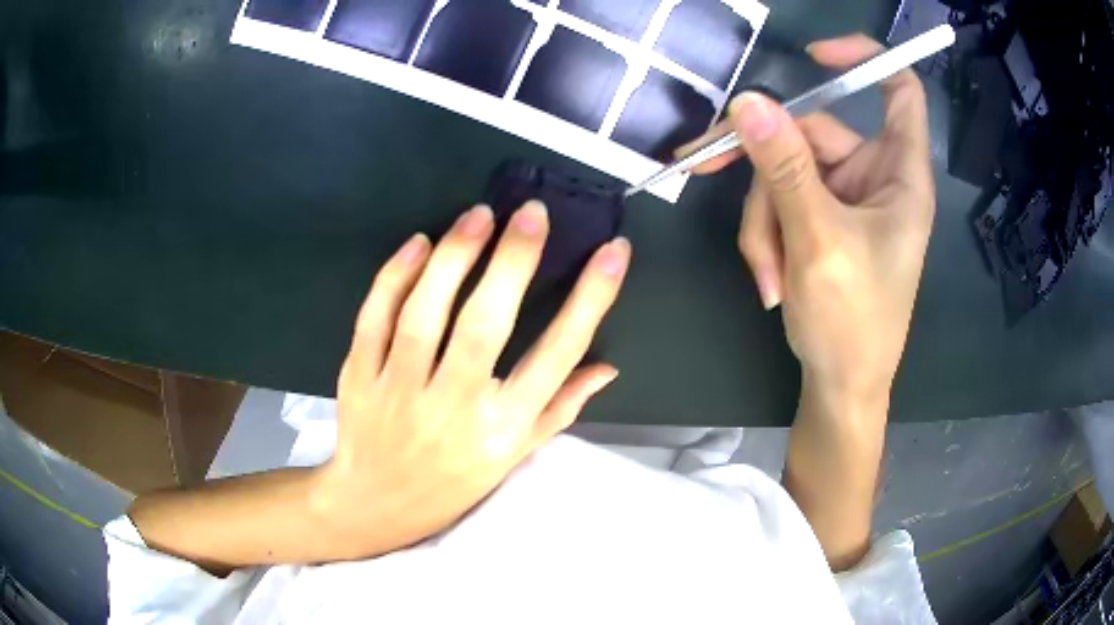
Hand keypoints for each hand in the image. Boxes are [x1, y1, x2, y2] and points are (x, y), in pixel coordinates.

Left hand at [314, 202, 630, 556]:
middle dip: (513, 261)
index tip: (614, 251)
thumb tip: (607, 367)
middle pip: (485, 326)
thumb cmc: (453, 483)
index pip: (557, 356)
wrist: (375, 505)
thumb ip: (560, 409)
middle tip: (531, 213)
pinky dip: (394, 277)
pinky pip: (373, 319)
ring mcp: (399, 393)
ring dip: (453, 257)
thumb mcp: (515, 457)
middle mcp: (454, 409)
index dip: (591, 299)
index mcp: (503, 429)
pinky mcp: (359, 379)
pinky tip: (418, 244)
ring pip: (424, 314)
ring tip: (478, 216)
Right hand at [688, 34, 933, 401]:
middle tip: (704, 166)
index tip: (812, 57)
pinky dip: (767, 235)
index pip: (898, 90)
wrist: (841, 386)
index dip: (863, 59)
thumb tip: (748, 103)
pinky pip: (781, 203)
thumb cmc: (853, 323)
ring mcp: (844, 199)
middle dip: (765, 167)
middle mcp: (873, 177)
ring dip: (764, 219)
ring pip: (785, 172)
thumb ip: (786, 170)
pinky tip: (771, 277)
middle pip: (811, 133)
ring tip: (769, 273)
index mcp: (899, 174)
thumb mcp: (819, 243)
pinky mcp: (821, 220)